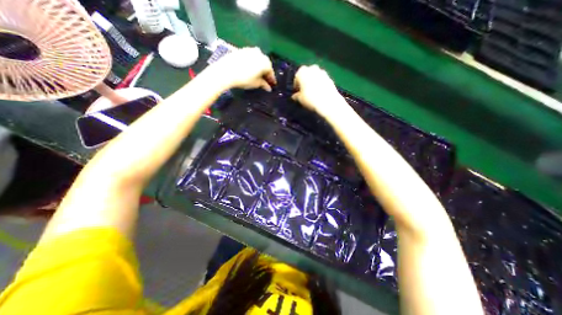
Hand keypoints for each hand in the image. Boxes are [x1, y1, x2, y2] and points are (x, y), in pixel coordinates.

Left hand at [211, 47, 275, 90]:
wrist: (226, 71)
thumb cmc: (244, 79)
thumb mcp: (256, 84)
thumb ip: (264, 85)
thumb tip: (268, 88)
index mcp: (265, 62)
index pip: (271, 72)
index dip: (272, 80)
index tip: (272, 85)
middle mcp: (260, 53)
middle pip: (265, 64)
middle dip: (266, 72)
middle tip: (265, 80)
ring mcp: (250, 50)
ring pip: (258, 60)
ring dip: (259, 67)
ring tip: (257, 75)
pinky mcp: (242, 49)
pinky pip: (251, 57)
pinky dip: (252, 63)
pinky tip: (250, 69)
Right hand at [292, 65, 345, 118]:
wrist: (328, 101)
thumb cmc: (310, 98)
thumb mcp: (300, 99)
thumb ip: (296, 96)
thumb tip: (294, 96)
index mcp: (302, 72)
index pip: (296, 77)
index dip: (296, 85)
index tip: (297, 92)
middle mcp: (312, 68)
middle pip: (306, 74)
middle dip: (305, 81)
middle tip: (304, 91)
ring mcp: (322, 72)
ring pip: (315, 76)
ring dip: (313, 82)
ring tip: (312, 92)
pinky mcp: (329, 77)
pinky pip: (322, 80)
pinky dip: (320, 84)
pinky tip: (319, 93)